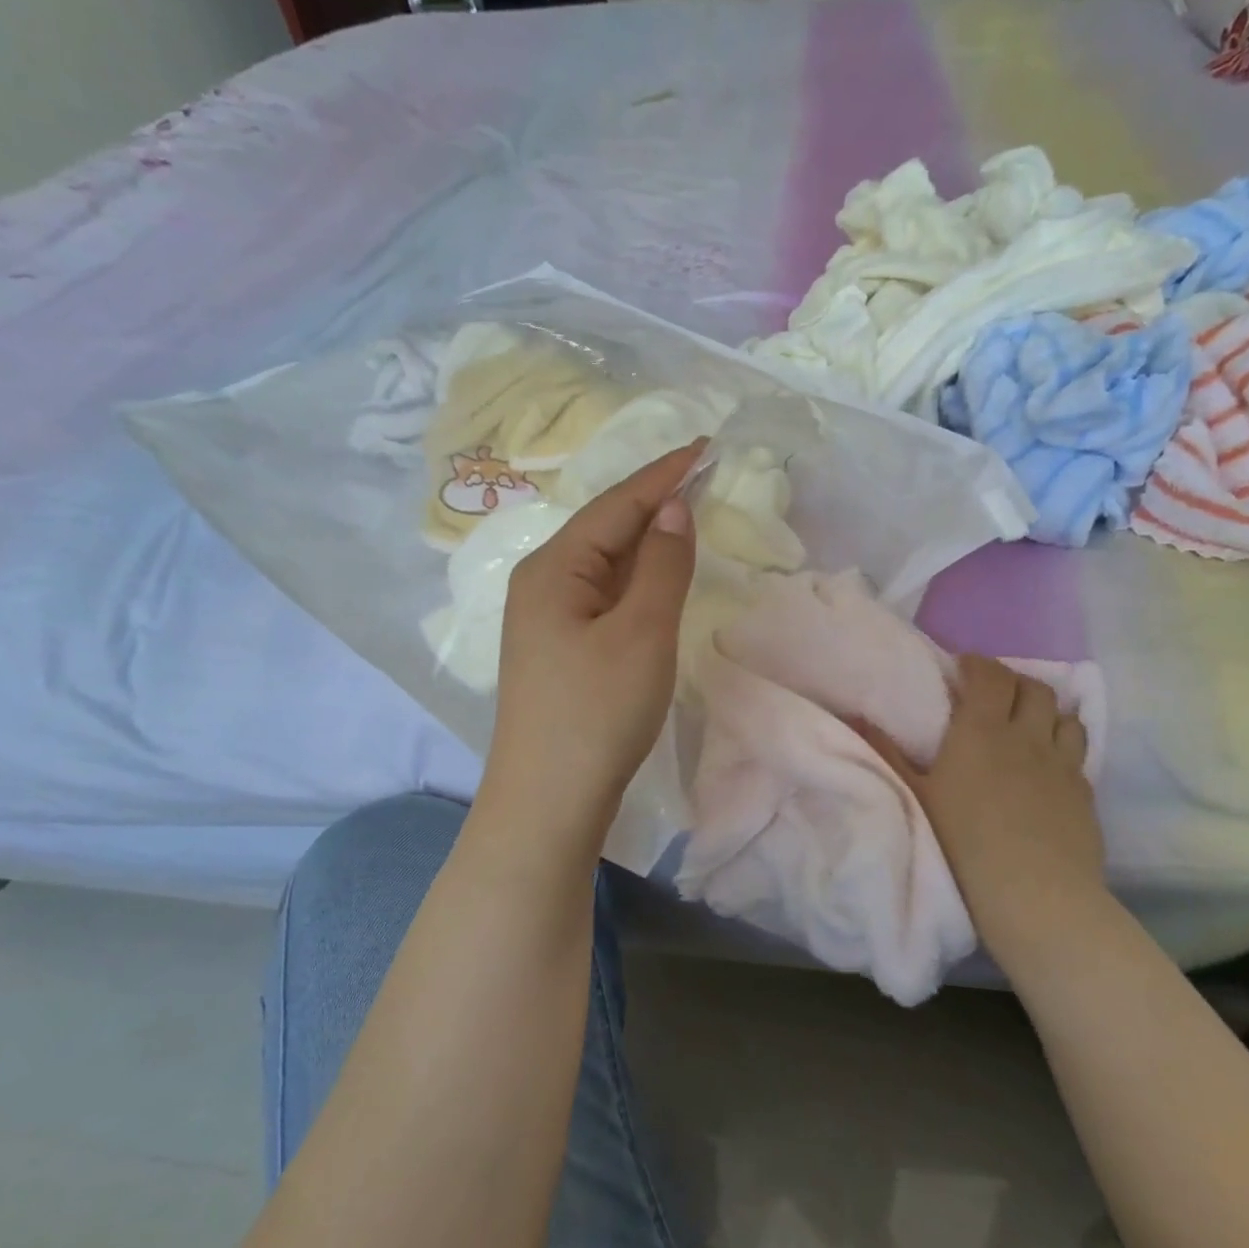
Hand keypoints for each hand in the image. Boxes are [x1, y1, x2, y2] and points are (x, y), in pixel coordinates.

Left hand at [483, 444, 701, 833]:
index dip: (664, 474)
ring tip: (689, 518)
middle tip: (705, 478)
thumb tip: (674, 510)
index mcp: (553, 568)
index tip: (706, 446)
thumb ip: (662, 565)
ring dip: (647, 540)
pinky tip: (657, 580)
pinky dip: (637, 579)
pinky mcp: (560, 649)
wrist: (549, 800)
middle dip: (655, 502)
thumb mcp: (641, 632)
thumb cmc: (597, 712)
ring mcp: (547, 619)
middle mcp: (542, 583)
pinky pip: (603, 595)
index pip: (616, 504)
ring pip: (605, 563)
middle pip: (606, 528)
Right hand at [864, 656, 1106, 970]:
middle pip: (1033, 688)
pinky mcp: (1084, 792)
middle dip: (1013, 681)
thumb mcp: (915, 796)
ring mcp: (1062, 763)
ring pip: (1065, 716)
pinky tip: (1050, 765)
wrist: (1034, 894)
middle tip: (993, 693)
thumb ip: (887, 753)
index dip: (978, 664)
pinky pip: (1078, 753)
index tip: (963, 667)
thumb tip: (855, 717)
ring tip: (1029, 723)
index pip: (990, 675)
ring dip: (1046, 711)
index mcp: (982, 730)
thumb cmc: (963, 842)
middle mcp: (1027, 736)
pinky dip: (1063, 745)